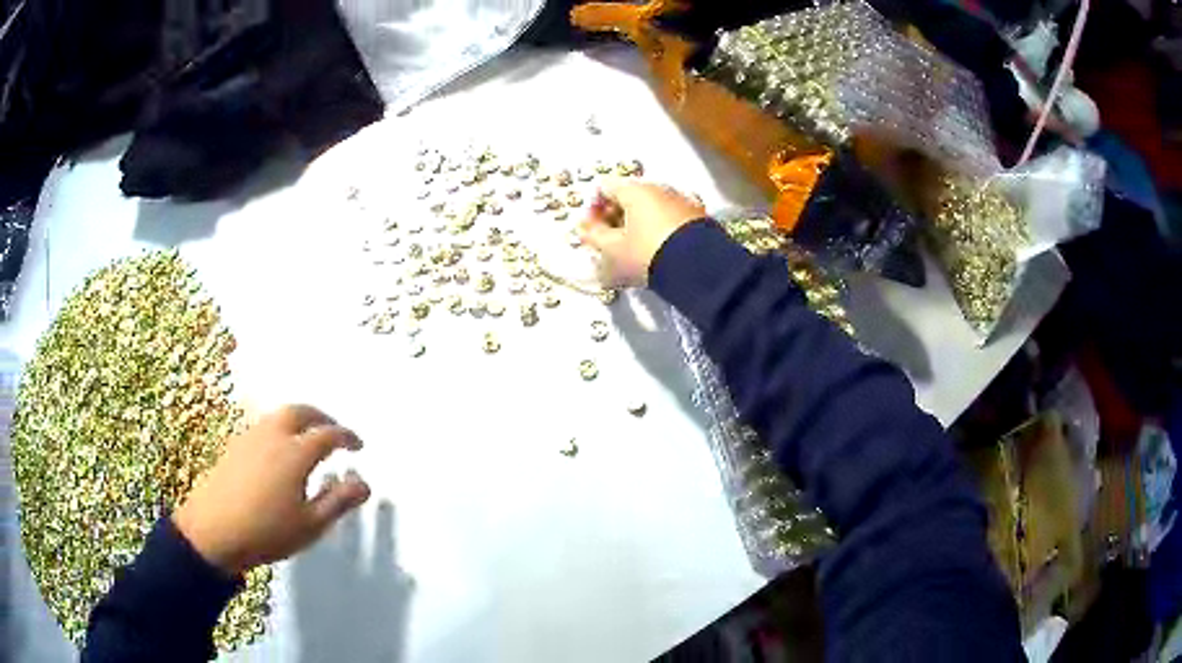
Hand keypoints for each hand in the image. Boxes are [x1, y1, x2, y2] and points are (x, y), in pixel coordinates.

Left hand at [173, 405, 370, 574]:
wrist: (213, 531)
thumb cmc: (267, 532)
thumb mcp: (311, 525)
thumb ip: (339, 501)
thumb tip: (364, 483)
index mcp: (295, 453)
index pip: (328, 435)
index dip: (347, 437)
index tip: (358, 446)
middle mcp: (273, 435)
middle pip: (301, 411)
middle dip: (322, 417)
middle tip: (334, 431)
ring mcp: (250, 437)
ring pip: (279, 415)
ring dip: (299, 420)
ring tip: (308, 439)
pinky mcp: (235, 445)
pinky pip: (264, 425)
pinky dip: (280, 428)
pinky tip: (279, 451)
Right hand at [577, 178, 705, 286]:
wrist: (699, 268)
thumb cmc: (646, 254)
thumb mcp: (613, 249)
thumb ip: (593, 235)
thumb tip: (582, 226)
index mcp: (635, 190)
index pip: (604, 187)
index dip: (593, 208)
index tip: (592, 231)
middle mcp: (659, 188)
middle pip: (629, 197)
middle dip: (615, 218)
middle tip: (610, 243)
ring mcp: (681, 201)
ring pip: (650, 208)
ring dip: (637, 225)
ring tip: (634, 251)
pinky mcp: (698, 217)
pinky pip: (669, 218)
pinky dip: (658, 230)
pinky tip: (657, 251)